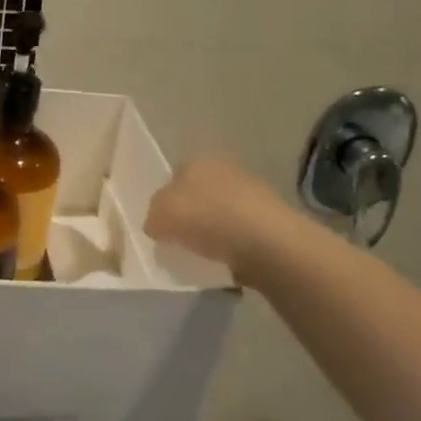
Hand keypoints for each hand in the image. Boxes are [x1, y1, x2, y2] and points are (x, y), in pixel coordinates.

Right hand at [144, 154, 300, 286]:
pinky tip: (223, 260)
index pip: (173, 178)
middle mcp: (226, 169)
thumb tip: (158, 225)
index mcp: (198, 160)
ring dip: (209, 231)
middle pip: (197, 195)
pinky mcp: (269, 220)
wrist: (266, 242)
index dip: (163, 202)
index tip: (160, 225)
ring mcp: (251, 193)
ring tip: (200, 255)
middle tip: (177, 240)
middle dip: (188, 216)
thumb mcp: (158, 216)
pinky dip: (229, 245)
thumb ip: (152, 217)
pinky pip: (237, 233)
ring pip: (218, 214)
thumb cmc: (206, 218)